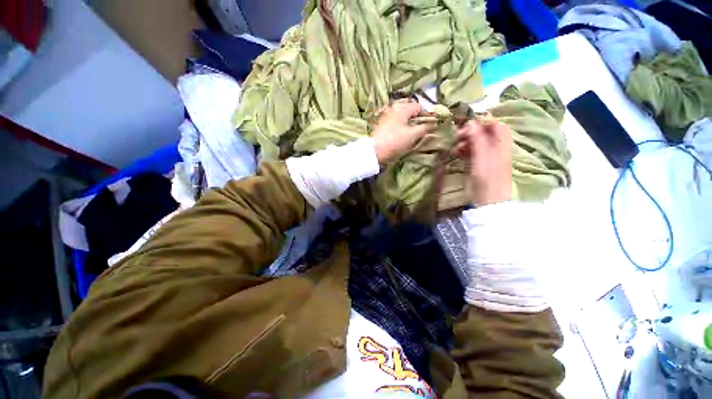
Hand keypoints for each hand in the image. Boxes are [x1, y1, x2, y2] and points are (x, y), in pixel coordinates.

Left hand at [372, 102, 434, 163]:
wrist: (375, 152)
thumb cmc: (395, 141)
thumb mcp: (413, 135)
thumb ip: (425, 128)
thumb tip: (434, 123)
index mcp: (402, 109)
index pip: (418, 107)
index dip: (427, 114)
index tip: (432, 123)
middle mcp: (393, 109)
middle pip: (409, 110)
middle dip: (417, 117)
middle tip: (422, 127)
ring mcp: (386, 117)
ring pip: (402, 116)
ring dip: (409, 121)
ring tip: (413, 131)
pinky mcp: (382, 125)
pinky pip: (395, 121)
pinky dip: (401, 125)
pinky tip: (403, 133)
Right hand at [453, 120, 512, 206]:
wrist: (488, 199)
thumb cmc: (487, 177)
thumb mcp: (482, 156)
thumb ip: (477, 138)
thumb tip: (471, 122)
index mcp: (501, 143)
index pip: (495, 124)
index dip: (481, 122)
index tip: (466, 125)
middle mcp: (496, 147)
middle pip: (484, 133)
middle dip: (470, 133)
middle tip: (457, 137)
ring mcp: (487, 156)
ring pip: (476, 143)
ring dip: (465, 142)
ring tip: (454, 148)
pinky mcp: (479, 164)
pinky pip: (472, 152)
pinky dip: (464, 151)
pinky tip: (455, 153)